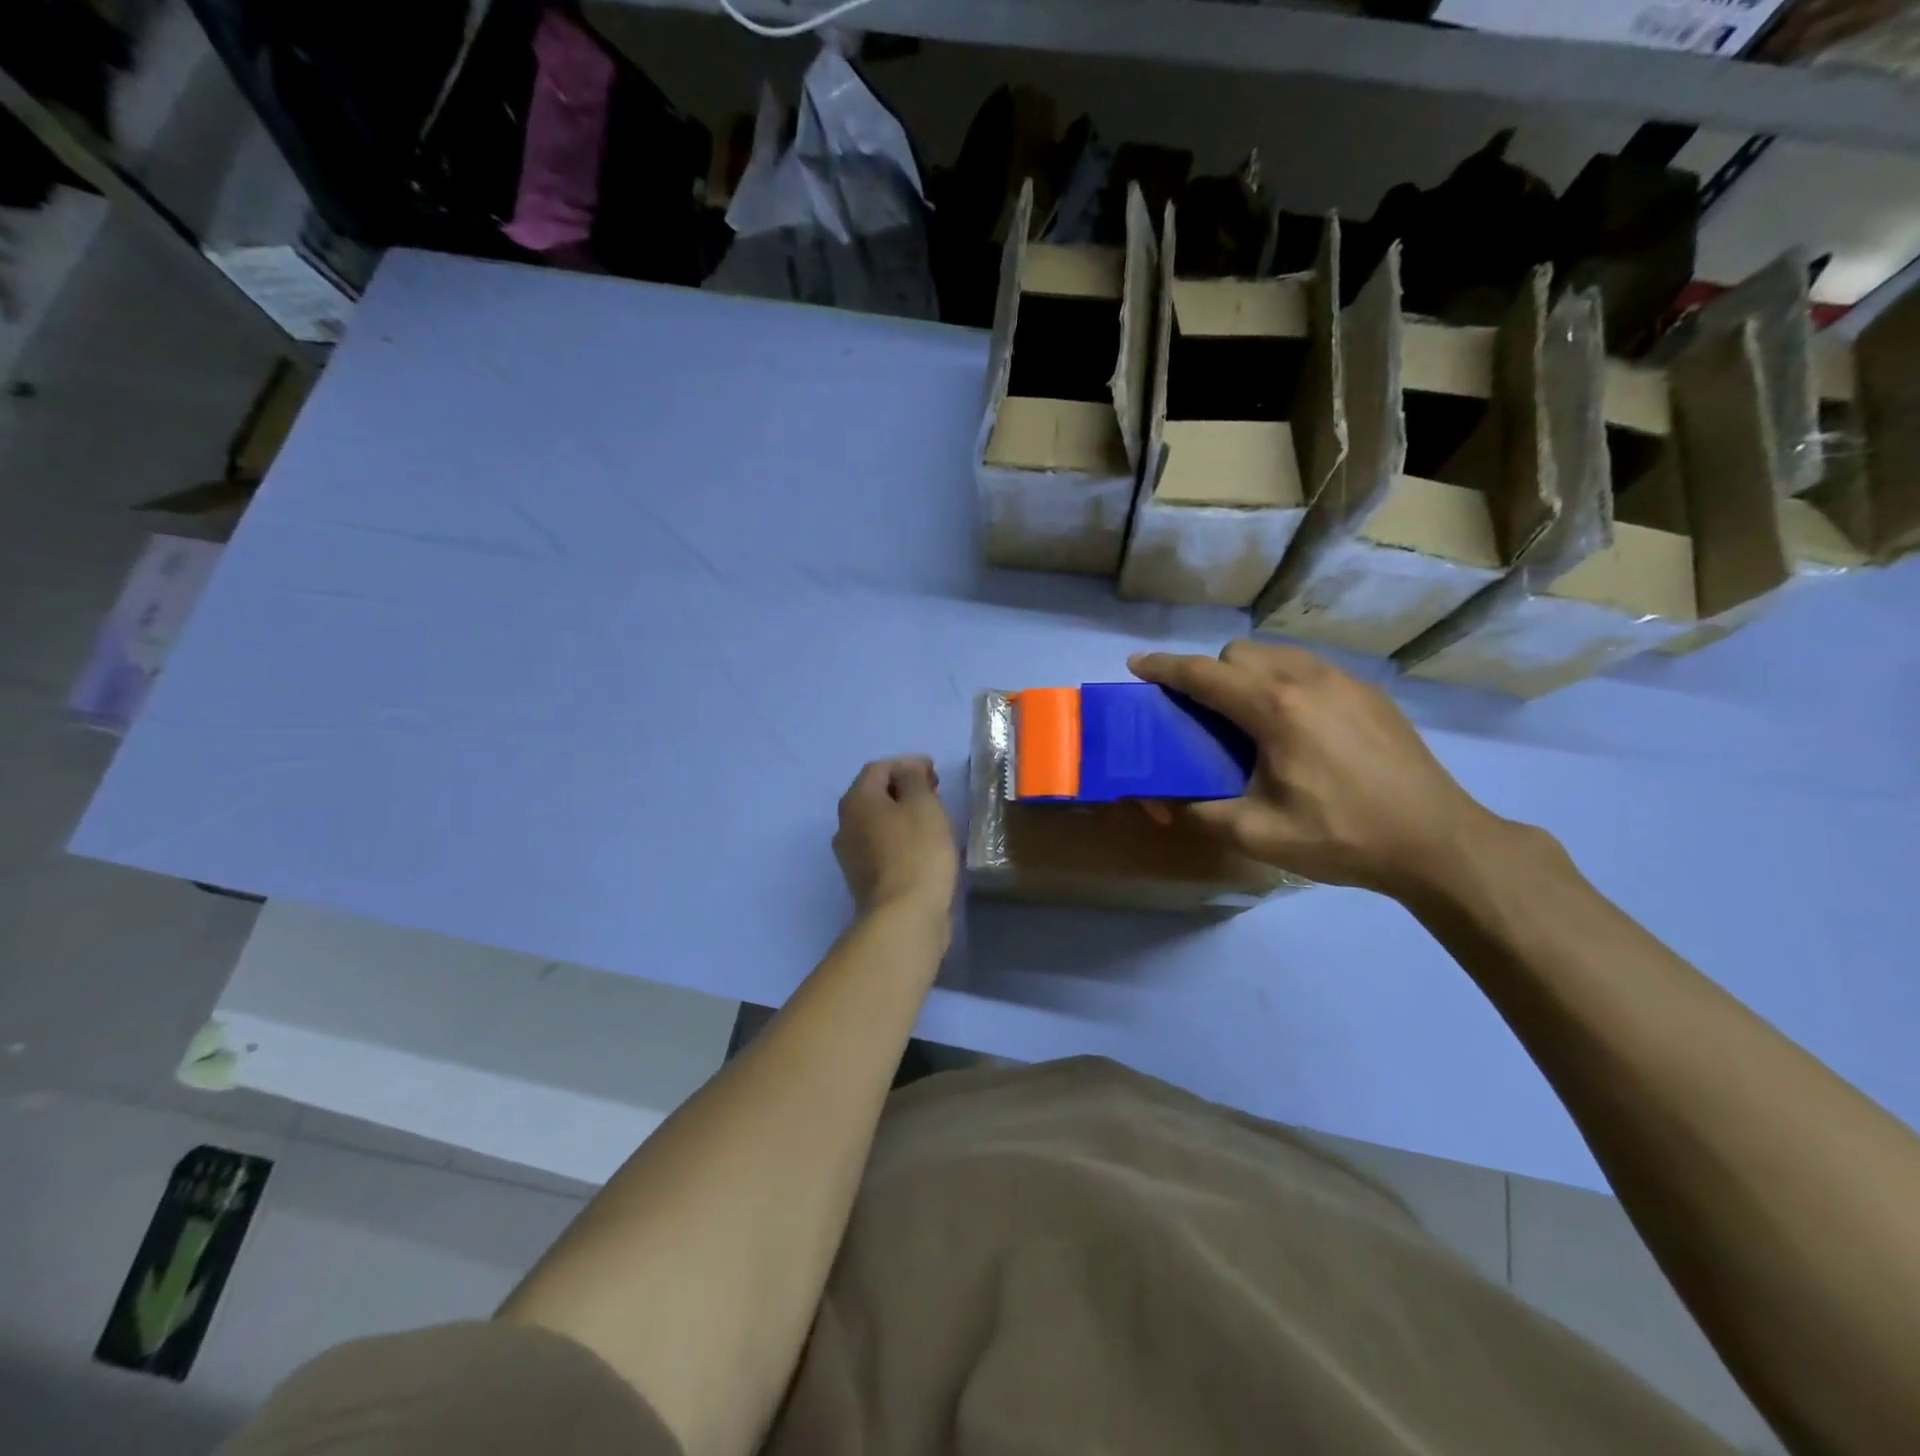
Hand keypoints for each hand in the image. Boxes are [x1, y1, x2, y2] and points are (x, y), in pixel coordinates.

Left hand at [833, 755, 958, 921]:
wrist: (904, 916)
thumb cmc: (917, 851)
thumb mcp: (923, 804)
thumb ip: (914, 778)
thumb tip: (908, 771)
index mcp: (856, 800)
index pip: (879, 768)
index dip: (908, 764)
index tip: (935, 773)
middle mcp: (845, 824)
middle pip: (875, 794)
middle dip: (904, 788)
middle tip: (935, 792)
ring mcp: (851, 855)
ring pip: (878, 822)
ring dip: (902, 814)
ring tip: (932, 819)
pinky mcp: (864, 880)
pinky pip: (882, 846)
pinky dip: (900, 838)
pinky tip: (922, 846)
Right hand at [1129, 642, 1503, 901]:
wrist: (1436, 841)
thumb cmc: (1341, 837)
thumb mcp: (1256, 834)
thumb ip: (1195, 812)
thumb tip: (1154, 799)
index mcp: (1275, 709)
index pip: (1203, 674)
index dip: (1163, 668)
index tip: (1136, 666)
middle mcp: (1307, 679)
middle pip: (1239, 653)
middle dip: (1210, 674)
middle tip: (1204, 716)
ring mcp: (1344, 681)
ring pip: (1276, 654)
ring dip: (1247, 674)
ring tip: (1248, 718)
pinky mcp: (1369, 692)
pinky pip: (1308, 668)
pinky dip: (1283, 681)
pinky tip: (1295, 726)